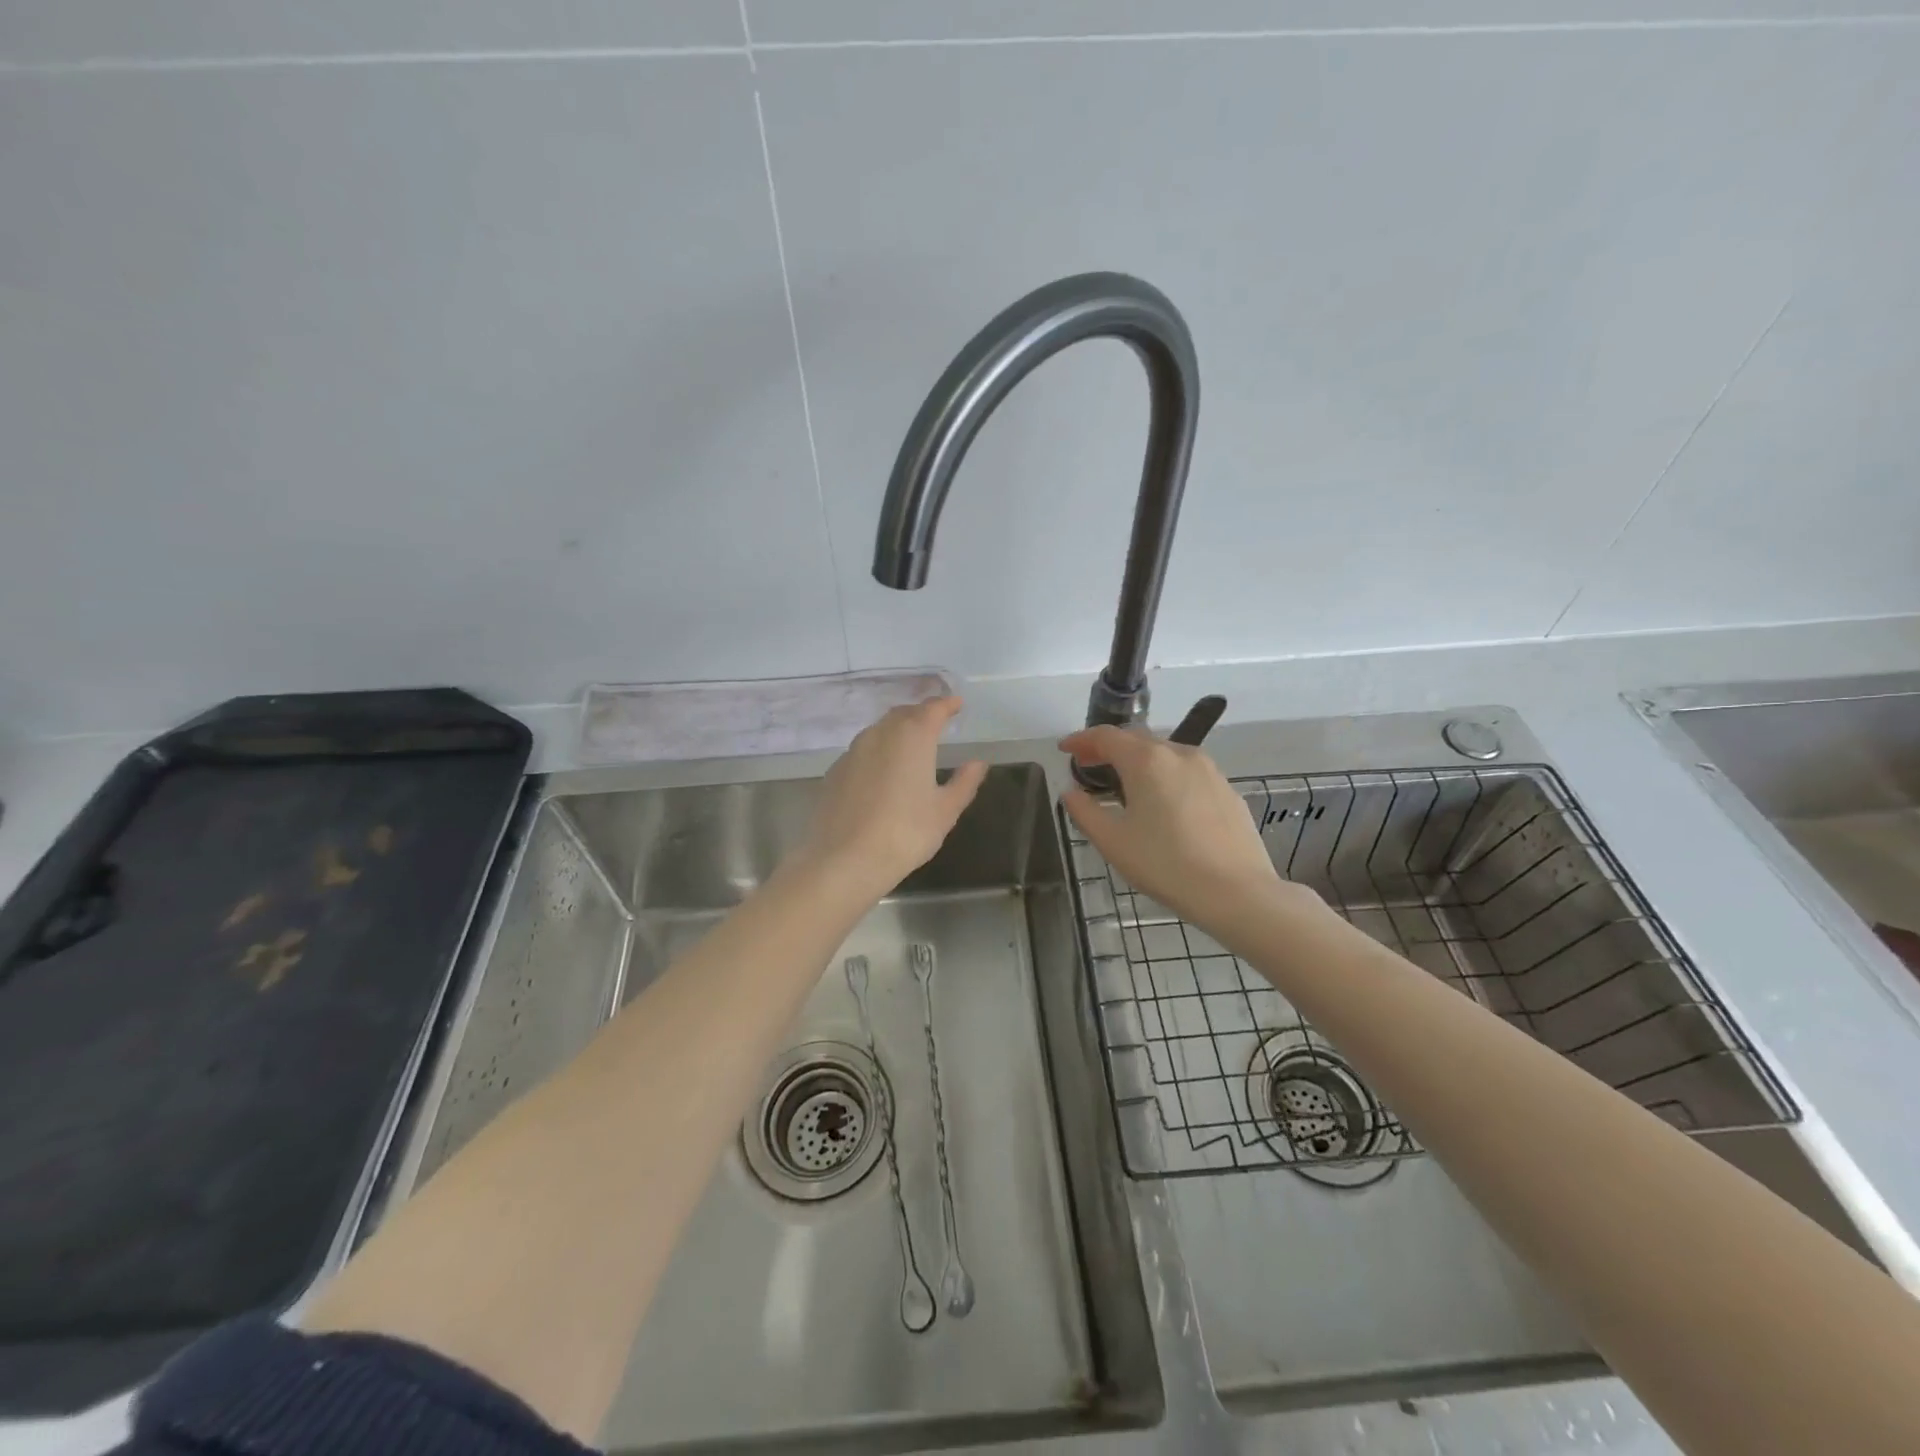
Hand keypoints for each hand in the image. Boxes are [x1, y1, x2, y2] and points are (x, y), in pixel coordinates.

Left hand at [796, 697, 987, 895]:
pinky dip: (877, 752)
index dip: (947, 704)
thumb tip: (977, 763)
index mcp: (913, 737)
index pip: (933, 709)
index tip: (957, 704)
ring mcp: (853, 751)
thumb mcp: (945, 811)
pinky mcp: (835, 771)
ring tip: (910, 745)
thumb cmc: (906, 833)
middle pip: (903, 714)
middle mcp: (880, 734)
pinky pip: (861, 751)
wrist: (845, 859)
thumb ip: (964, 782)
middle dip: (921, 714)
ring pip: (879, 730)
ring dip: (897, 730)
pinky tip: (882, 772)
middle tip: (936, 723)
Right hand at [1060, 725, 1304, 939]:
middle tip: (1089, 765)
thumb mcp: (1112, 841)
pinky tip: (1163, 803)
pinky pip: (1187, 772)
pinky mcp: (1227, 789)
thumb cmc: (1165, 864)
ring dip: (1139, 761)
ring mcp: (1209, 769)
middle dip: (1109, 748)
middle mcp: (1179, 753)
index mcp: (1146, 760)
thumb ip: (1085, 811)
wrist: (1236, 892)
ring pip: (1165, 754)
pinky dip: (1165, 776)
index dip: (1081, 739)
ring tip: (1124, 784)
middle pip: (1136, 739)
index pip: (1106, 736)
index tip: (1065, 749)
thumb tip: (1071, 792)